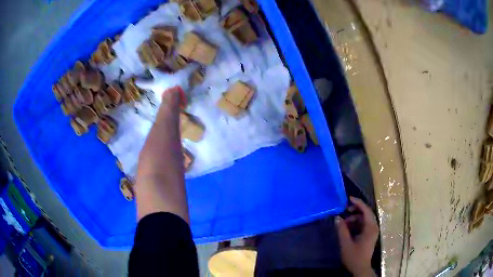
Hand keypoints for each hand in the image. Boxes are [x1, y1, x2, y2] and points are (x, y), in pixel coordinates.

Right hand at [335, 197, 378, 276]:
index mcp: (370, 227)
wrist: (361, 268)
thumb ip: (342, 230)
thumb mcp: (346, 243)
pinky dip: (356, 223)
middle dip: (356, 210)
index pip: (366, 210)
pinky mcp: (370, 235)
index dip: (358, 203)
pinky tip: (348, 228)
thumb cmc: (354, 256)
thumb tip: (337, 218)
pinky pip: (364, 224)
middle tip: (345, 210)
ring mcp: (372, 231)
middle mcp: (374, 227)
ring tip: (344, 222)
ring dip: (355, 218)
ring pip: (364, 219)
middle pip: (366, 213)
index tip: (348, 198)